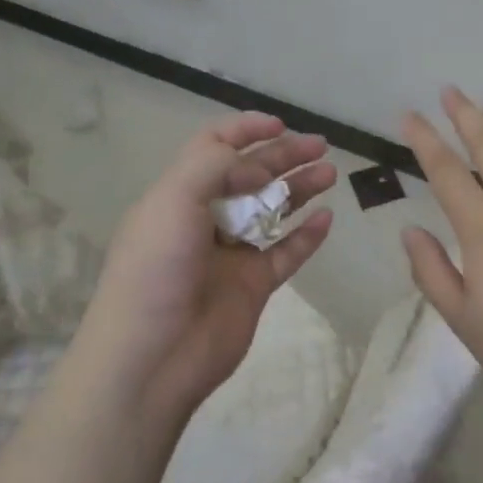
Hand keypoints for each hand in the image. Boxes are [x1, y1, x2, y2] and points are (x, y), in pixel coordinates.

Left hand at [73, 112, 336, 425]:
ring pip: (272, 212)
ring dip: (299, 189)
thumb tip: (255, 166)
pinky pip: (285, 254)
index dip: (244, 131)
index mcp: (179, 194)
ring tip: (330, 174)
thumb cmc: (156, 270)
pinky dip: (306, 236)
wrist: (152, 358)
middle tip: (320, 146)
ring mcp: (231, 254)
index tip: (279, 124)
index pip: (213, 149)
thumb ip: (215, 168)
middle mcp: (206, 218)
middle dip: (284, 156)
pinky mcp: (252, 286)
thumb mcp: (173, 201)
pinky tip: (326, 220)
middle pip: (251, 176)